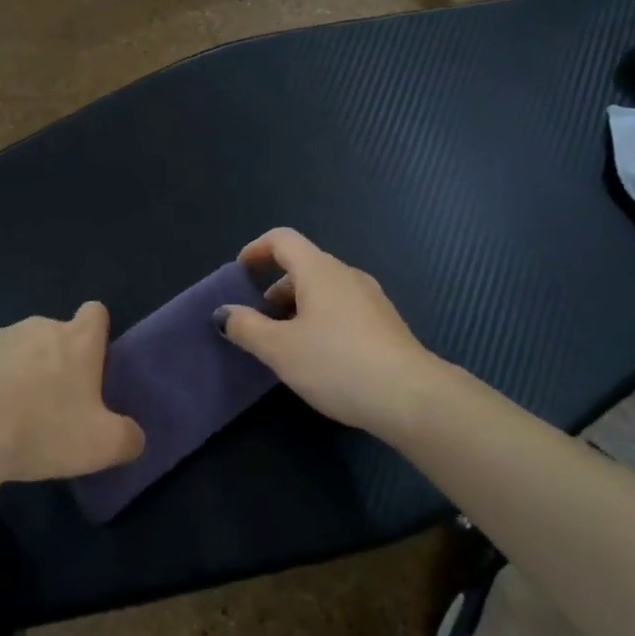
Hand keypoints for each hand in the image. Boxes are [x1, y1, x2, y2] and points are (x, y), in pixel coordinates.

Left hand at [0, 303, 144, 484]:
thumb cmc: (41, 431)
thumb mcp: (101, 446)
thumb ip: (128, 438)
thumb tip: (134, 436)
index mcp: (77, 341)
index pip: (96, 313)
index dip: (97, 333)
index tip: (91, 364)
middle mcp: (40, 327)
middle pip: (56, 334)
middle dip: (56, 362)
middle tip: (53, 408)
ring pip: (18, 349)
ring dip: (20, 372)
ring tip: (10, 418)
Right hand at [217, 228, 440, 439]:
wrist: (410, 396)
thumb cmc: (337, 364)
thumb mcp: (280, 349)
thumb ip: (247, 327)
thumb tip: (223, 313)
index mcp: (319, 270)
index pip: (282, 239)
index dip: (256, 249)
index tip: (240, 273)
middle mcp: (346, 275)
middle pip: (303, 265)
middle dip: (275, 287)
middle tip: (258, 320)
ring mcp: (371, 298)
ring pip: (324, 289)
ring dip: (298, 306)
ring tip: (285, 343)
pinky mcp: (385, 323)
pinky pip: (343, 308)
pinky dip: (321, 319)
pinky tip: (319, 356)